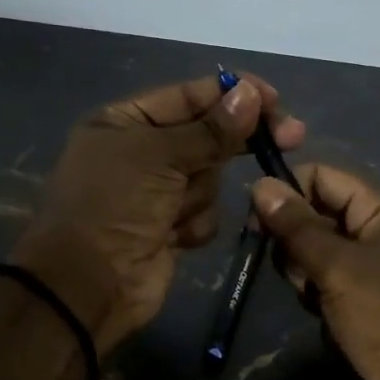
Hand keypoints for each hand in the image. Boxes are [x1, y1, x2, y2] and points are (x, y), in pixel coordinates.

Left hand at [13, 73, 304, 355]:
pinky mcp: (170, 227)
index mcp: (124, 122)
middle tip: (290, 137)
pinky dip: (194, 223)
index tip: (274, 99)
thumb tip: (251, 94)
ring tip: (173, 212)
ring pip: (209, 176)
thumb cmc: (114, 206)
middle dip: (234, 142)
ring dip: (199, 193)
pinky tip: (174, 236)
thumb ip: (211, 129)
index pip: (188, 96)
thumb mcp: (159, 156)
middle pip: (206, 134)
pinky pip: (204, 212)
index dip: (232, 94)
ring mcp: (156, 192)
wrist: (89, 286)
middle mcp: (140, 152)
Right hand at [252, 165, 379, 379]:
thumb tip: (261, 183)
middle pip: (324, 216)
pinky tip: (324, 319)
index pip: (326, 178)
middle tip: (294, 273)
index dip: (288, 192)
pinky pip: (338, 286)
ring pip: (326, 255)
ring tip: (313, 300)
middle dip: (297, 240)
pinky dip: (324, 298)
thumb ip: (298, 227)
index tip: (255, 221)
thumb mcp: (339, 269)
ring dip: (308, 274)